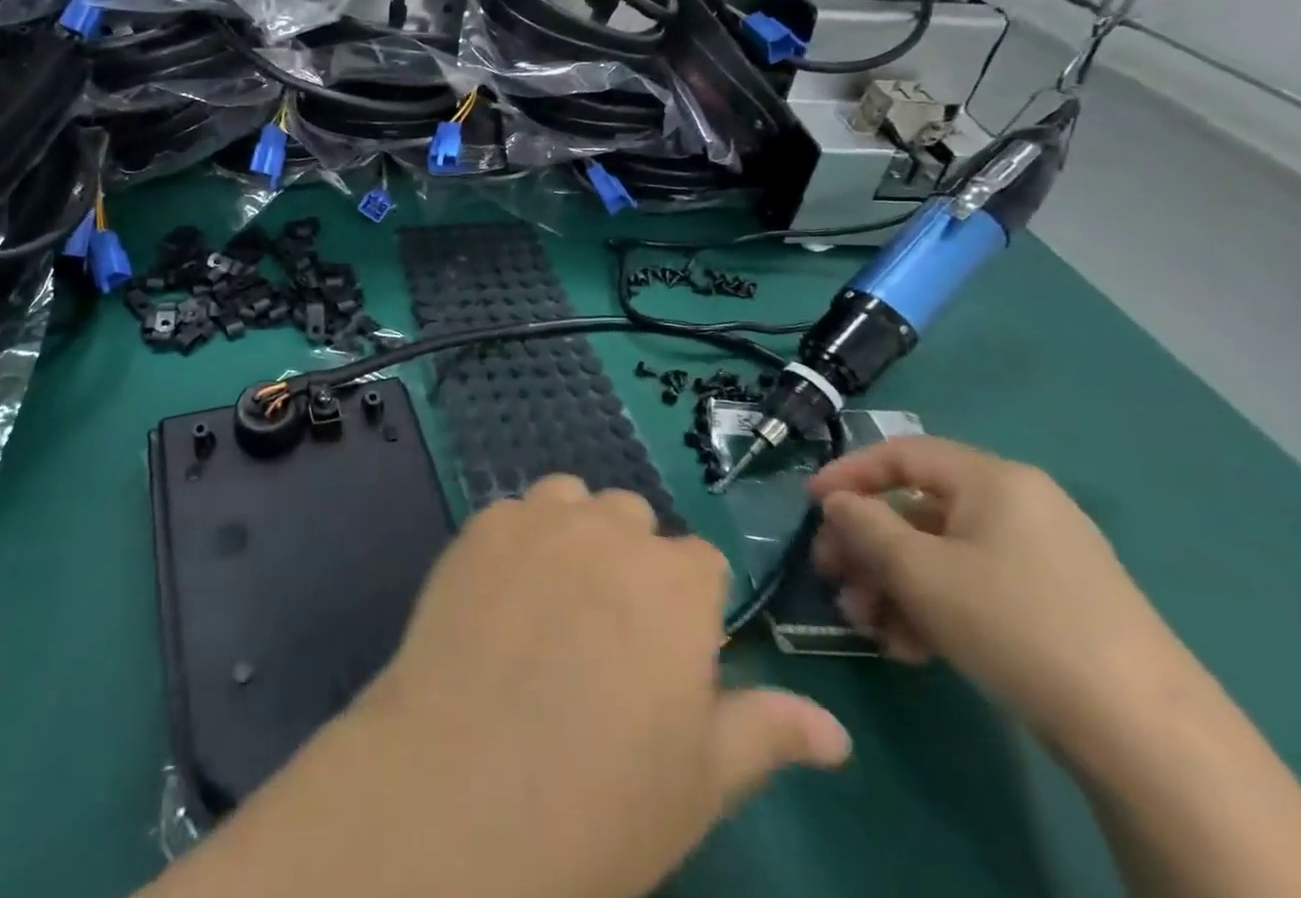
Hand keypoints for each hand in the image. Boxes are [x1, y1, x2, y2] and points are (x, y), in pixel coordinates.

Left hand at [344, 476, 851, 897]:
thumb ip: (767, 732)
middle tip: (606, 631)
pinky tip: (499, 597)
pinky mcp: (478, 527)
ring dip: (574, 532)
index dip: (689, 605)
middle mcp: (609, 531)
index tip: (670, 652)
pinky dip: (516, 541)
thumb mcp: (703, 780)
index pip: (701, 562)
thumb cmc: (603, 800)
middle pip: (632, 519)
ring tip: (553, 601)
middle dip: (631, 560)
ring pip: (570, 500)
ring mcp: (537, 520)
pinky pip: (511, 514)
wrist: (465, 794)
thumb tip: (835, 731)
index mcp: (677, 583)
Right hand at [808, 437, 1184, 745]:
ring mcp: (1043, 560)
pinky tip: (912, 650)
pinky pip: (974, 588)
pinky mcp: (1057, 608)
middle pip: (916, 511)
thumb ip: (862, 525)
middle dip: (867, 548)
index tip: (811, 506)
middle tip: (834, 581)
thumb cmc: (1014, 623)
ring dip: (894, 586)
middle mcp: (1020, 507)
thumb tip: (836, 502)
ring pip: (940, 555)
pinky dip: (934, 609)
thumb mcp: (917, 569)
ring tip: (870, 628)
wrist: (1149, 739)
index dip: (847, 474)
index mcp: (992, 480)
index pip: (901, 454)